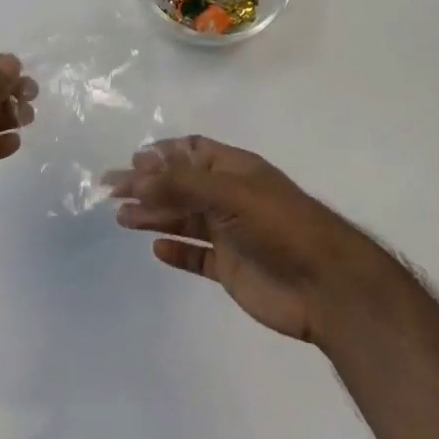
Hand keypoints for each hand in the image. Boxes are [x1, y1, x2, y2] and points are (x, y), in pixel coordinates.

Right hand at [106, 136, 379, 345]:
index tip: (131, 162)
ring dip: (153, 216)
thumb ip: (181, 183)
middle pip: (179, 186)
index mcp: (234, 170)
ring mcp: (230, 233)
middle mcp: (229, 197)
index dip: (162, 154)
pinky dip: (176, 251)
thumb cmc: (280, 226)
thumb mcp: (230, 192)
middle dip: (146, 186)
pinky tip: (156, 249)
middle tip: (110, 191)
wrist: (328, 287)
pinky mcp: (230, 268)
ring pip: (183, 219)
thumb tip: (136, 175)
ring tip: (121, 219)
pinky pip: (196, 255)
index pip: (191, 151)